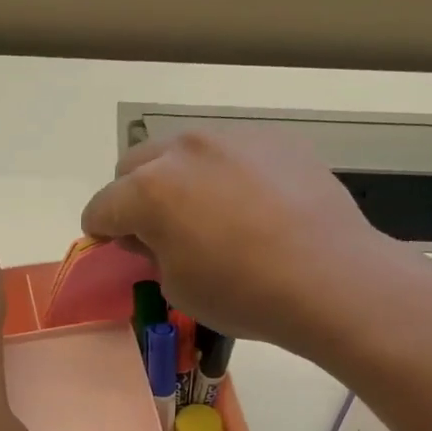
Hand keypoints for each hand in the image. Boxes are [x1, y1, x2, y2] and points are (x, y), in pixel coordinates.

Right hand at [81, 131, 414, 358]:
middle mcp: (183, 150)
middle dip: (133, 196)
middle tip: (158, 229)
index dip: (101, 231)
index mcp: (149, 190)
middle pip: (134, 164)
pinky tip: (253, 205)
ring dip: (178, 177)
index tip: (114, 247)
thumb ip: (151, 253)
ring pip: (182, 150)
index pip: (101, 206)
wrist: (331, 278)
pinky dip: (225, 173)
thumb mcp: (177, 288)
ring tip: (209, 212)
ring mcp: (232, 137)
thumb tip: (152, 236)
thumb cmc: (243, 293)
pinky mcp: (273, 137)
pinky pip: (230, 151)